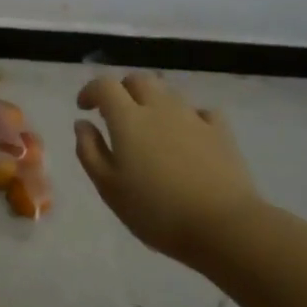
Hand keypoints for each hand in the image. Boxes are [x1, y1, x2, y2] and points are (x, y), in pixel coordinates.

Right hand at [74, 73, 262, 264]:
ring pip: (168, 93)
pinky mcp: (221, 132)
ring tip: (150, 127)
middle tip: (116, 114)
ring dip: (153, 101)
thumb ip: (89, 150)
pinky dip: (188, 117)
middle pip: (138, 80)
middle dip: (122, 90)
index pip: (104, 85)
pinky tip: (188, 135)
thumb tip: (82, 124)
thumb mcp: (109, 187)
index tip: (84, 108)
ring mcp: (193, 117)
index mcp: (128, 118)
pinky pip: (201, 112)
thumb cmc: (156, 210)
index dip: (91, 91)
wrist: (223, 226)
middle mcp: (160, 107)